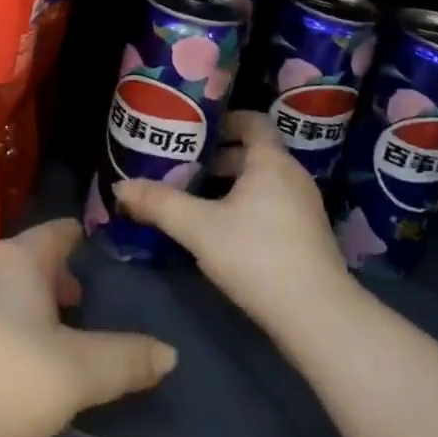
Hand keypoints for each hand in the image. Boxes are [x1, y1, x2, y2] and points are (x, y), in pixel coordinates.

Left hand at [0, 220, 176, 436]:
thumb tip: (170, 352)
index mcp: (18, 258)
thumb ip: (125, 360)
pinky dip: (2, 327)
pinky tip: (8, 365)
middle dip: (55, 277)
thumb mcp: (76, 374)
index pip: (57, 232)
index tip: (97, 241)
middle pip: (28, 259)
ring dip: (28, 305)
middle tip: (80, 302)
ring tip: (50, 337)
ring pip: (2, 288)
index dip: (79, 236)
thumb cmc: (1, 380)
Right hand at [115, 111, 354, 337]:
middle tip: (183, 166)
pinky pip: (272, 204)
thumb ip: (159, 204)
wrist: (317, 316)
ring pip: (262, 181)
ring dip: (231, 184)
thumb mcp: (199, 228)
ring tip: (196, 198)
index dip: (222, 120)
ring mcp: (304, 206)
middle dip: (218, 156)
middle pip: (253, 152)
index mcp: (270, 160)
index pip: (250, 121)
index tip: (192, 129)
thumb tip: (120, 187)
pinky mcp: (307, 235)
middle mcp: (292, 175)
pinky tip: (222, 230)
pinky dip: (247, 205)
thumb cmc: (257, 255)